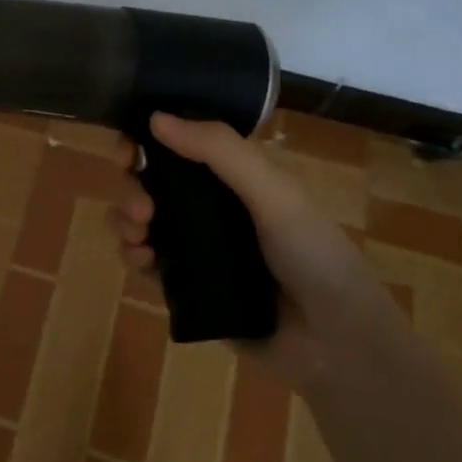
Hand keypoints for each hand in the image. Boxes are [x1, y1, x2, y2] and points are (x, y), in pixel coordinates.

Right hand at [112, 113, 396, 388]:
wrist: (336, 344)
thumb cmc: (313, 256)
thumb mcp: (273, 193)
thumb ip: (219, 151)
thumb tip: (155, 117)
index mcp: (234, 177)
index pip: (178, 146)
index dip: (146, 142)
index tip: (126, 151)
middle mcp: (210, 207)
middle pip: (150, 182)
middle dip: (131, 187)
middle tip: (141, 207)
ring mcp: (196, 247)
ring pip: (141, 221)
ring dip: (125, 220)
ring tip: (139, 237)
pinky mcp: (185, 287)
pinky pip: (145, 263)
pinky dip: (133, 256)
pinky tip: (143, 260)